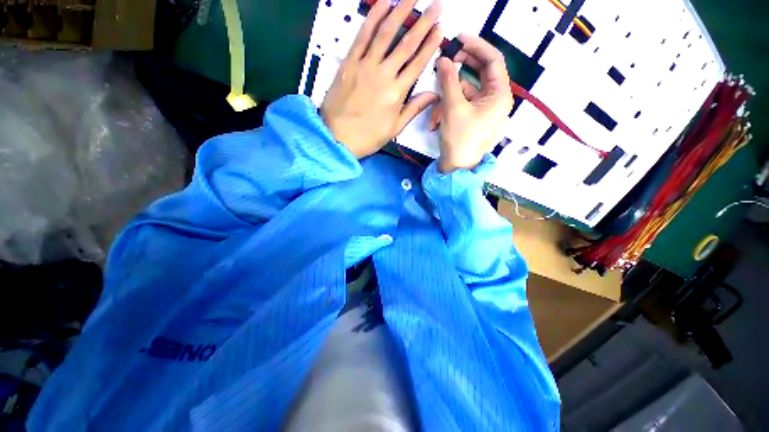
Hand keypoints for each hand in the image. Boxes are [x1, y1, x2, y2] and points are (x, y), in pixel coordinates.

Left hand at [321, 0, 442, 158]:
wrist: (338, 137)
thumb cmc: (368, 136)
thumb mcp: (394, 128)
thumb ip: (413, 109)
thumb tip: (433, 95)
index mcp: (397, 94)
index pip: (418, 63)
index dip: (430, 45)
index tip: (440, 29)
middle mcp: (384, 75)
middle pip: (406, 44)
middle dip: (423, 23)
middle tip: (436, 5)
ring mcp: (365, 66)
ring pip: (386, 33)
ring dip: (401, 11)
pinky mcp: (349, 63)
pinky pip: (363, 36)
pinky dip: (373, 17)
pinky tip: (383, 3)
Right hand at [433, 34, 512, 172]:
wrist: (456, 168)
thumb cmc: (460, 139)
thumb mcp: (453, 108)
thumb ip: (449, 80)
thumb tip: (444, 60)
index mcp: (499, 95)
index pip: (493, 60)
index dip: (476, 45)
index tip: (459, 38)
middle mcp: (495, 100)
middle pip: (480, 73)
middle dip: (460, 69)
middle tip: (445, 61)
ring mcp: (484, 110)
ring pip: (466, 91)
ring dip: (448, 97)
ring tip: (436, 110)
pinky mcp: (473, 118)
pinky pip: (462, 104)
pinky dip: (449, 108)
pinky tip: (437, 120)